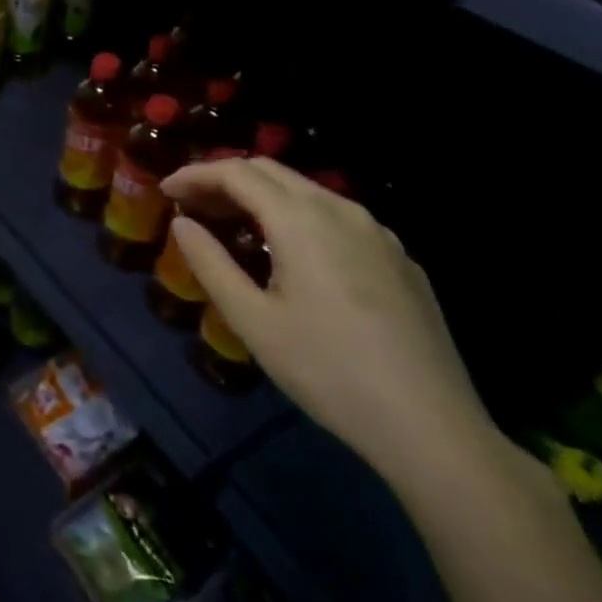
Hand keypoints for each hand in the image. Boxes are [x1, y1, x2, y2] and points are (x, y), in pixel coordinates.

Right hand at [163, 158, 496, 488]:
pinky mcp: (400, 259)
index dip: (195, 174)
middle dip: (224, 179)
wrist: (434, 430)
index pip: (235, 172)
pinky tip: (292, 254)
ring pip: (306, 191)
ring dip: (261, 196)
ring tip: (233, 225)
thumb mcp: (252, 320)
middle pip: (270, 171)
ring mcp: (378, 233)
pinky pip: (336, 218)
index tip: (166, 192)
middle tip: (192, 205)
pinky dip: (298, 217)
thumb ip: (210, 262)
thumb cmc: (329, 370)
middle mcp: (340, 210)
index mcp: (300, 219)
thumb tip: (182, 224)